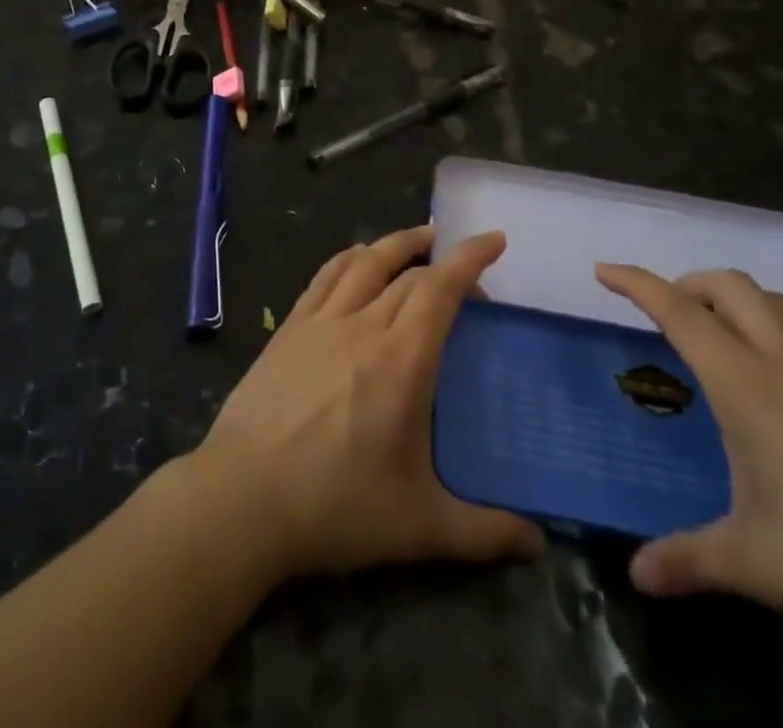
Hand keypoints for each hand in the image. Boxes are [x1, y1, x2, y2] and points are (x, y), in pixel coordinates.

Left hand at [194, 226, 544, 580]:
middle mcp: (363, 326)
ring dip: (396, 243)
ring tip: (419, 239)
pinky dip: (349, 258)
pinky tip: (356, 259)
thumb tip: (537, 545)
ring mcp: (321, 322)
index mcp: (402, 360)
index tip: (493, 239)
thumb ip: (483, 532)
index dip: (470, 258)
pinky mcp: (290, 328)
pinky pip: (325, 276)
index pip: (441, 289)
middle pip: (408, 274)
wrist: (245, 495)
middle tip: (465, 275)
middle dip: (442, 260)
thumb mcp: (419, 527)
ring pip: (365, 262)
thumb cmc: (336, 506)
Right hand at [598, 264, 782, 669]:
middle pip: (729, 286)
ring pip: (773, 301)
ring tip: (717, 331)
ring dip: (734, 298)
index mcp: (745, 386)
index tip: (603, 272)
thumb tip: (637, 576)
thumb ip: (690, 561)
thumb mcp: (758, 563)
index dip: (636, 283)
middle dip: (687, 283)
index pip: (678, 311)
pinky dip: (780, 325)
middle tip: (665, 311)